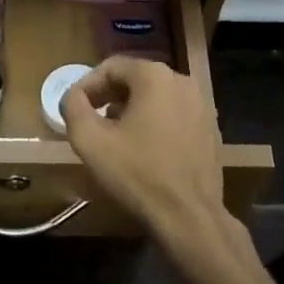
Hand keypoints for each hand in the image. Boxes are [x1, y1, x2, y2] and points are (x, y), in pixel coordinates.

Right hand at [62, 58, 226, 247]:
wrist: (189, 216)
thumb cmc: (137, 174)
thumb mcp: (90, 141)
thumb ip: (74, 108)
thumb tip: (74, 96)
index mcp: (154, 76)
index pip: (111, 67)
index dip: (87, 85)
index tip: (73, 107)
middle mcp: (182, 81)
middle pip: (135, 79)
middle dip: (109, 96)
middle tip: (90, 120)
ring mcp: (202, 104)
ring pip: (156, 97)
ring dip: (131, 109)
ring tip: (114, 135)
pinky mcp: (210, 128)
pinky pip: (174, 114)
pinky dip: (155, 122)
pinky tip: (143, 148)